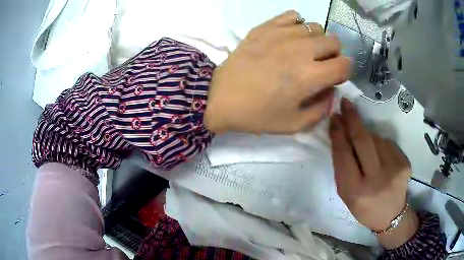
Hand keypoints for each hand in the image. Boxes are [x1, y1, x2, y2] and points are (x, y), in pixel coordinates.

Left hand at [204, 11, 350, 133]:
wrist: (221, 97)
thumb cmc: (257, 114)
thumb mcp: (294, 124)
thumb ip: (321, 110)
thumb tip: (331, 92)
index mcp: (310, 76)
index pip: (345, 65)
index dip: (345, 72)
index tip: (335, 77)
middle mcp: (301, 50)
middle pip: (334, 41)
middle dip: (334, 54)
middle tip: (321, 64)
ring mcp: (282, 34)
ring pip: (316, 27)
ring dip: (317, 40)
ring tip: (304, 50)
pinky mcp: (266, 27)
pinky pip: (293, 16)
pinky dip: (298, 25)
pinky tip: (290, 37)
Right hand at [330, 99, 418, 247]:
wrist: (392, 215)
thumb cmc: (364, 207)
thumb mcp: (347, 194)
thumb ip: (344, 167)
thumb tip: (343, 134)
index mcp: (356, 191)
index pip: (344, 155)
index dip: (338, 134)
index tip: (334, 117)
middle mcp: (376, 180)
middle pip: (363, 141)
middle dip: (352, 119)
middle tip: (345, 104)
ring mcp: (394, 169)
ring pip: (376, 139)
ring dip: (367, 137)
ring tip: (367, 150)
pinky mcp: (405, 163)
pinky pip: (387, 143)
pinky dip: (380, 144)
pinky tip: (381, 157)